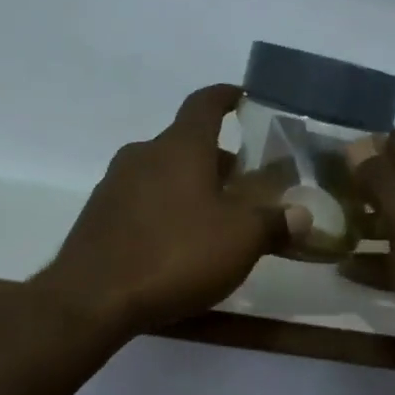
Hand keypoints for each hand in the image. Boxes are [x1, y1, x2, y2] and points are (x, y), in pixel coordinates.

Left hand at [36, 85, 309, 339]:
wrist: (92, 298)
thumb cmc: (175, 255)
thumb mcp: (240, 241)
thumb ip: (275, 223)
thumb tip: (302, 215)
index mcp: (180, 147)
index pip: (205, 103)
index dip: (226, 96)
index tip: (243, 98)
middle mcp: (144, 155)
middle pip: (186, 144)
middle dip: (218, 159)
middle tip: (245, 184)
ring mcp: (115, 185)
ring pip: (163, 173)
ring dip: (191, 186)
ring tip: (216, 218)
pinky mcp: (99, 217)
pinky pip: (142, 201)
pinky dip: (166, 209)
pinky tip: (178, 244)